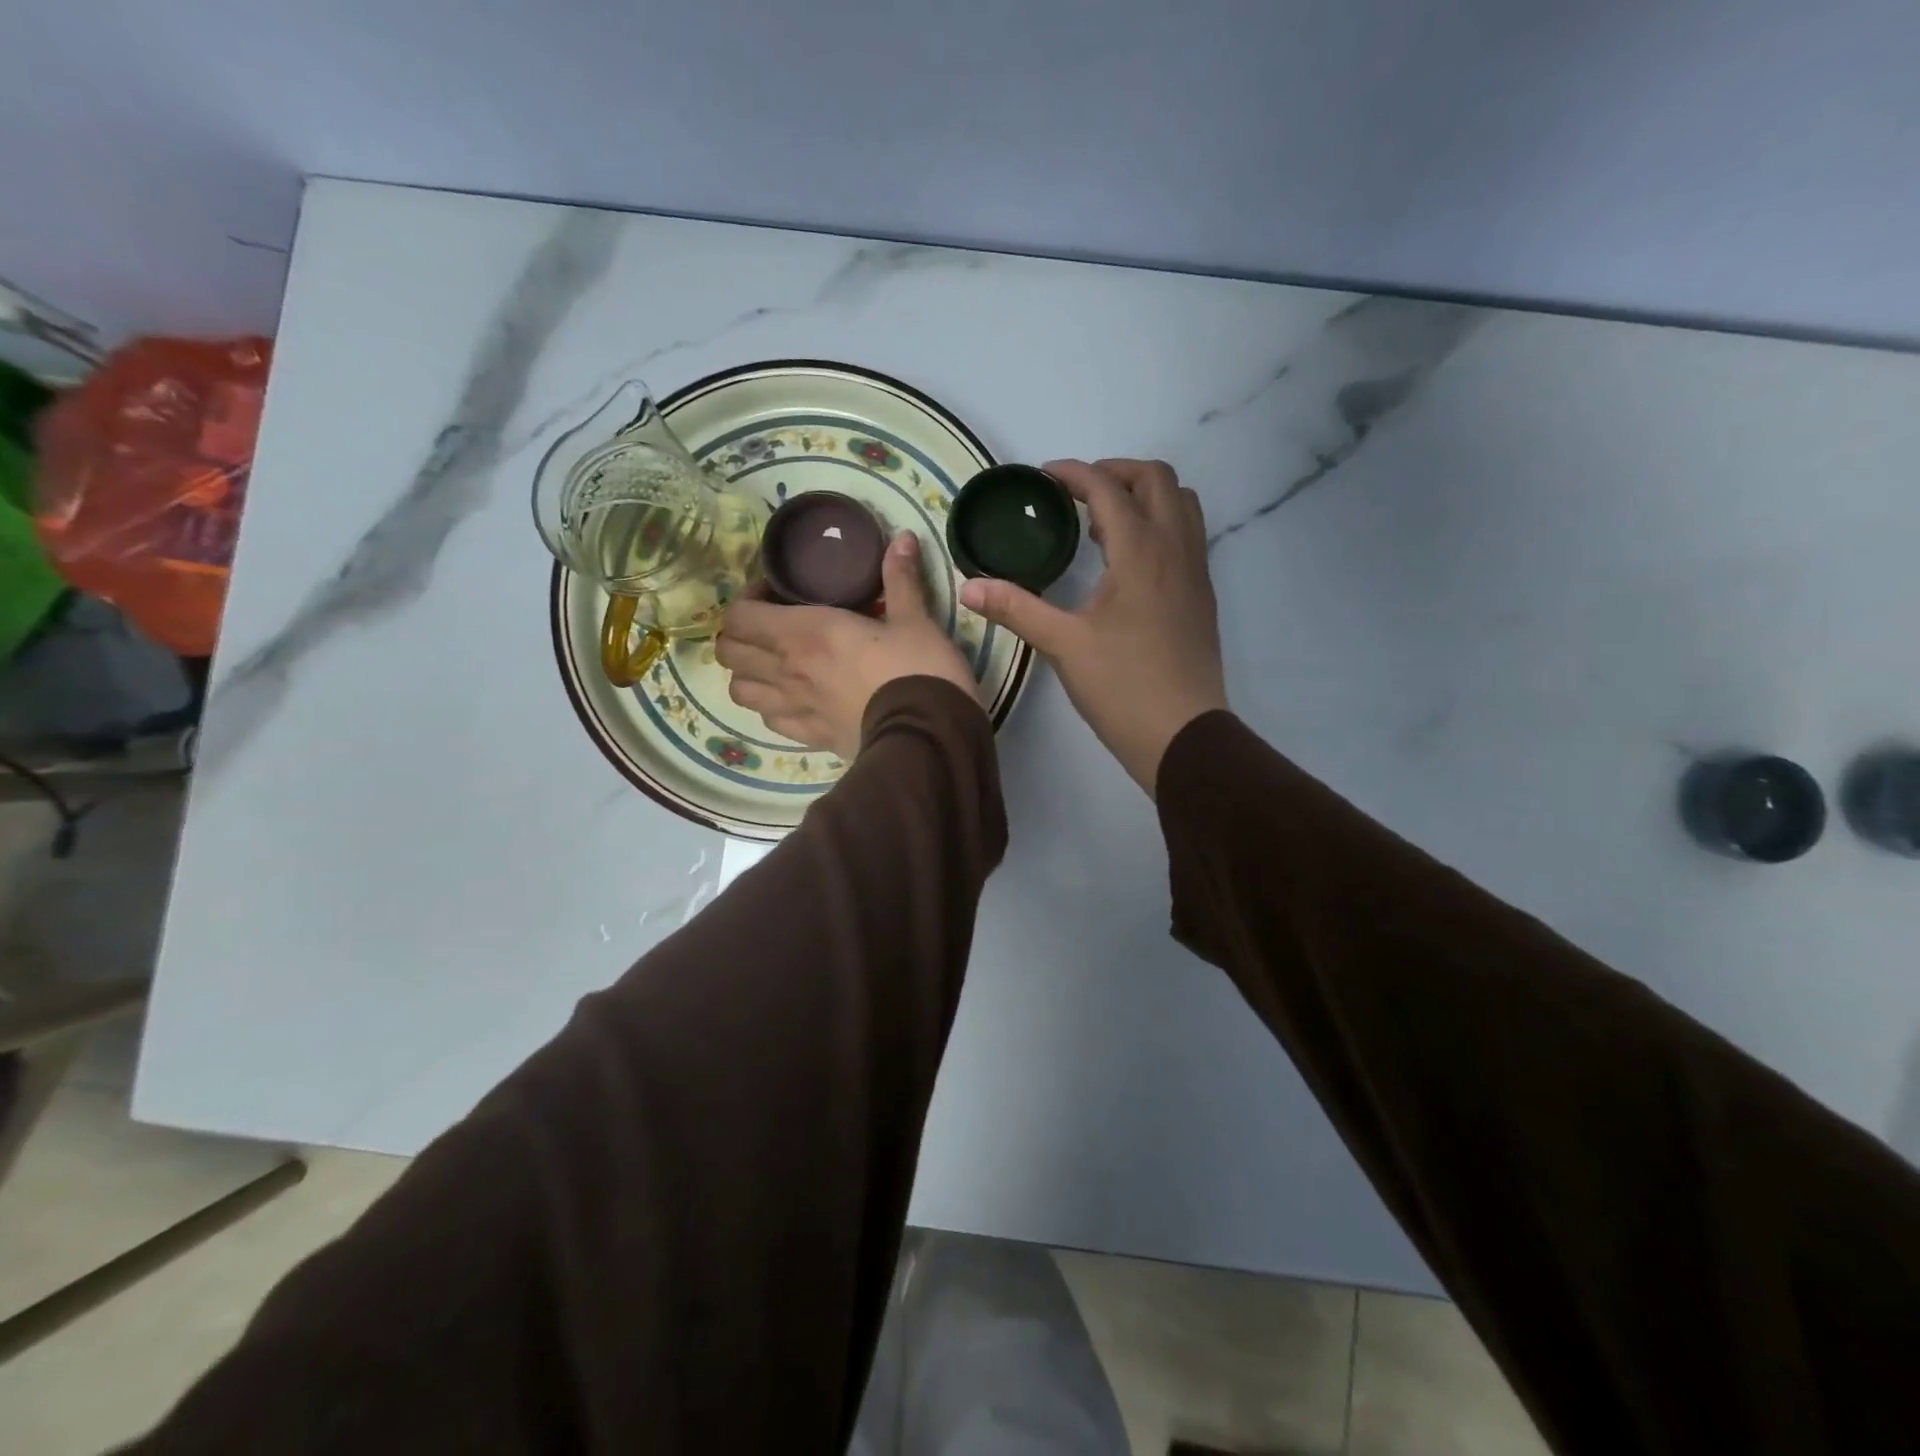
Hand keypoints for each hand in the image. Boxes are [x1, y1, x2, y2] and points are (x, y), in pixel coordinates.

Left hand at [718, 531, 978, 761]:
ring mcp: (794, 708)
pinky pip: (769, 720)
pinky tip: (795, 699)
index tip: (775, 592)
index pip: (740, 614)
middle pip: (729, 652)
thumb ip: (901, 579)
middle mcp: (787, 670)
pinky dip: (772, 706)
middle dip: (740, 634)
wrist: (929, 737)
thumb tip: (903, 537)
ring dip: (748, 673)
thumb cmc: (919, 670)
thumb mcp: (915, 620)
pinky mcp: (809, 738)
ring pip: (739, 690)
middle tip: (770, 625)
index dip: (747, 599)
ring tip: (774, 664)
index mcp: (805, 632)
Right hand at [959, 458, 1226, 795]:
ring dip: (1144, 495)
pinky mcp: (1201, 594)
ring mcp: (1195, 570)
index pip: (1109, 489)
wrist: (1182, 733)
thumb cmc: (1121, 686)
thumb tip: (967, 586)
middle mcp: (1175, 548)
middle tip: (1076, 493)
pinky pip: (1187, 534)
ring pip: (1180, 503)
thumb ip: (1015, 608)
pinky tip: (1127, 560)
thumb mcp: (1062, 644)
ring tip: (1103, 521)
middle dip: (1115, 473)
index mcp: (1140, 551)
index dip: (1074, 474)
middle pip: (1157, 478)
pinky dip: (1159, 523)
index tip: (1044, 476)